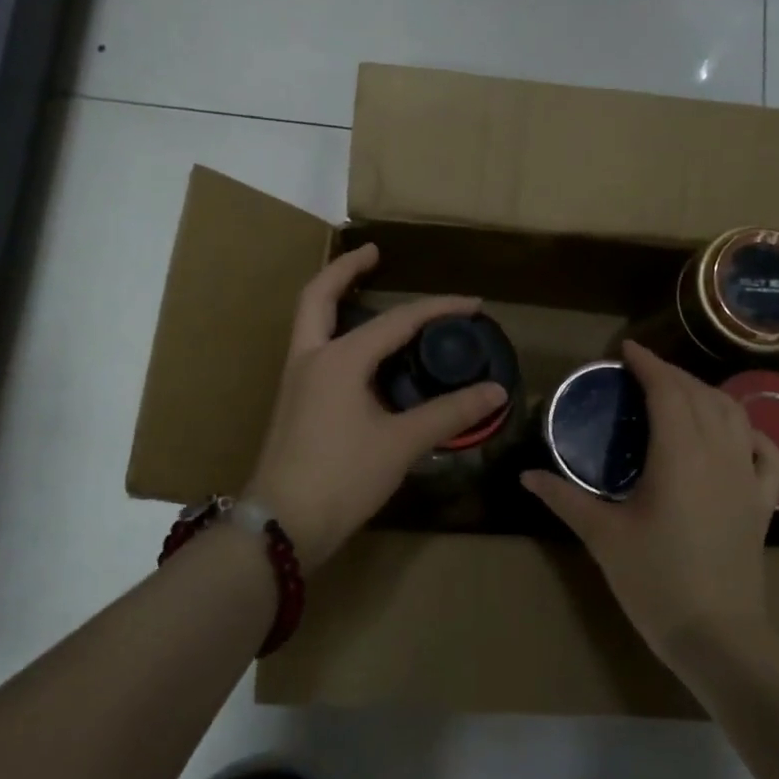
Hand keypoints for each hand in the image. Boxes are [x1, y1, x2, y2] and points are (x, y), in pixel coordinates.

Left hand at [244, 245, 506, 569]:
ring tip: (368, 293)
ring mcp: (296, 380)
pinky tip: (363, 354)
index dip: (439, 309)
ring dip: (336, 299)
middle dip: (346, 269)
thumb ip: (449, 413)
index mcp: (338, 359)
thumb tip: (495, 391)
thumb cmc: (342, 478)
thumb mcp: (402, 443)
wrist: (283, 525)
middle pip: (318, 295)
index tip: (473, 305)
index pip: (397, 321)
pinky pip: (316, 348)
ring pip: (311, 321)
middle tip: (375, 253)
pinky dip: (337, 333)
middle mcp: (310, 358)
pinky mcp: (294, 402)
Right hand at [522, 342, 778, 669]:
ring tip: (680, 392)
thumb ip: (565, 498)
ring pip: (734, 414)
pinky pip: (766, 451)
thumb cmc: (654, 581)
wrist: (716, 634)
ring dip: (706, 393)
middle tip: (641, 372)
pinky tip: (735, 432)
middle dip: (671, 374)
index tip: (626, 349)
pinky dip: (750, 431)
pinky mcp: (762, 501)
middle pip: (699, 395)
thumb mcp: (602, 536)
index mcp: (679, 454)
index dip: (648, 364)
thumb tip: (527, 475)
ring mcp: (747, 476)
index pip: (667, 391)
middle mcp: (718, 453)